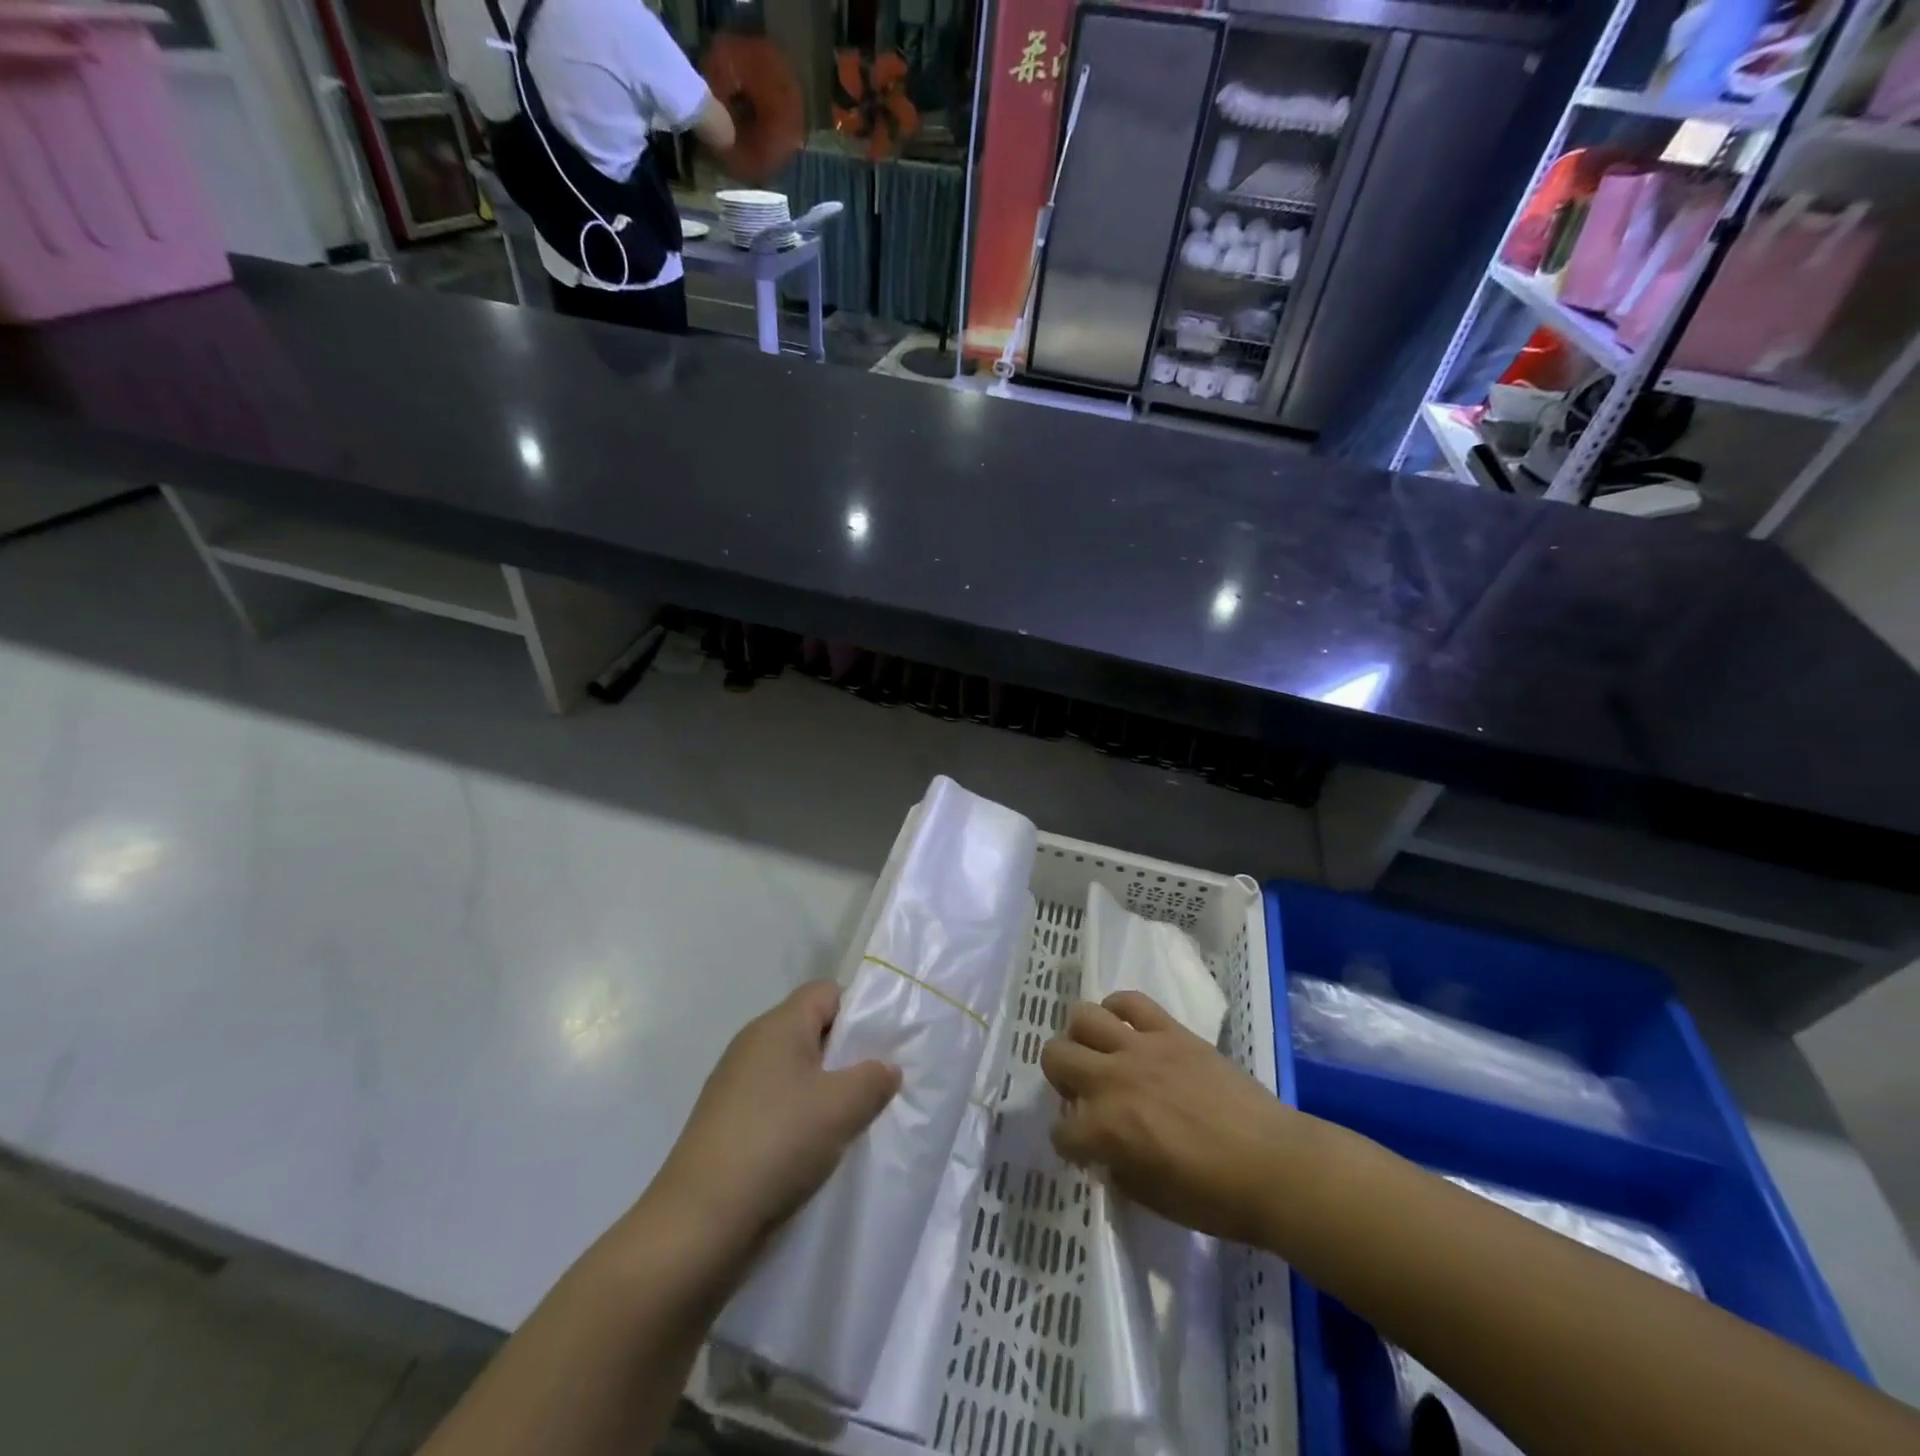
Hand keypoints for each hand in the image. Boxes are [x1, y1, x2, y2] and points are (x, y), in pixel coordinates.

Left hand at [645, 981, 900, 1263]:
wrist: (699, 1223)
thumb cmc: (777, 1143)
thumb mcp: (842, 1107)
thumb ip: (874, 1079)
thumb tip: (885, 1069)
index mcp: (777, 1025)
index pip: (826, 992)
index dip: (858, 1010)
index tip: (881, 1047)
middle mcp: (752, 1044)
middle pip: (811, 1029)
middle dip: (845, 1055)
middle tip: (873, 1087)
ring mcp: (734, 1085)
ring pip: (794, 1070)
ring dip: (823, 1091)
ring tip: (848, 1123)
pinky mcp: (726, 1123)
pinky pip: (775, 1102)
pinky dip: (798, 1118)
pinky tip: (812, 1150)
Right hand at [1042, 990, 1300, 1245]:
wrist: (1274, 1166)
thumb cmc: (1216, 1197)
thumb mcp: (1152, 1199)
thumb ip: (1117, 1167)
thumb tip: (1105, 1150)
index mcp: (1107, 1129)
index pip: (1060, 1131)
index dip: (1069, 1143)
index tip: (1084, 1149)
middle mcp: (1113, 1079)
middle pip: (1055, 1056)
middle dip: (1060, 1078)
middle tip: (1083, 1093)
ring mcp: (1142, 1048)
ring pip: (1083, 1016)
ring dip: (1081, 1036)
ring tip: (1098, 1053)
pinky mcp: (1170, 1030)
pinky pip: (1131, 1001)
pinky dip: (1119, 1008)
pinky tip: (1124, 1027)